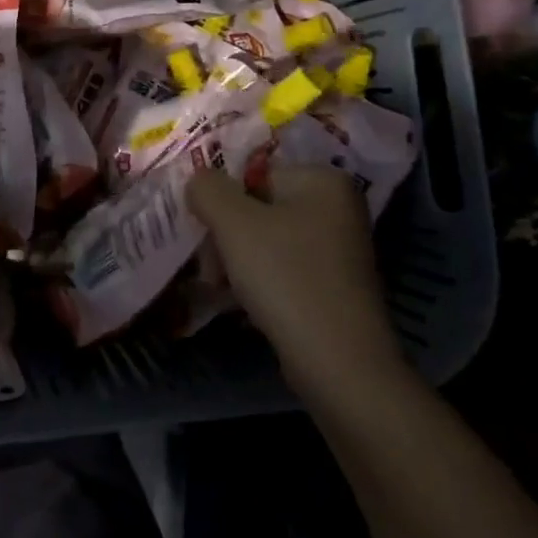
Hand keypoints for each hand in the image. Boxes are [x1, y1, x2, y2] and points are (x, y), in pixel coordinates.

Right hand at [186, 165, 407, 398]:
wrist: (340, 363)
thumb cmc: (286, 277)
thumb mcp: (234, 223)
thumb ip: (208, 189)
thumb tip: (197, 180)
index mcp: (323, 180)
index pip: (253, 173)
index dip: (221, 200)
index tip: (201, 231)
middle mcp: (337, 208)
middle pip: (258, 207)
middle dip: (225, 235)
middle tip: (208, 266)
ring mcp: (338, 248)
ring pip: (265, 240)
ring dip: (235, 260)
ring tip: (218, 288)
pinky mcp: (332, 285)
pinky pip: (282, 268)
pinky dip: (257, 281)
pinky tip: (239, 302)